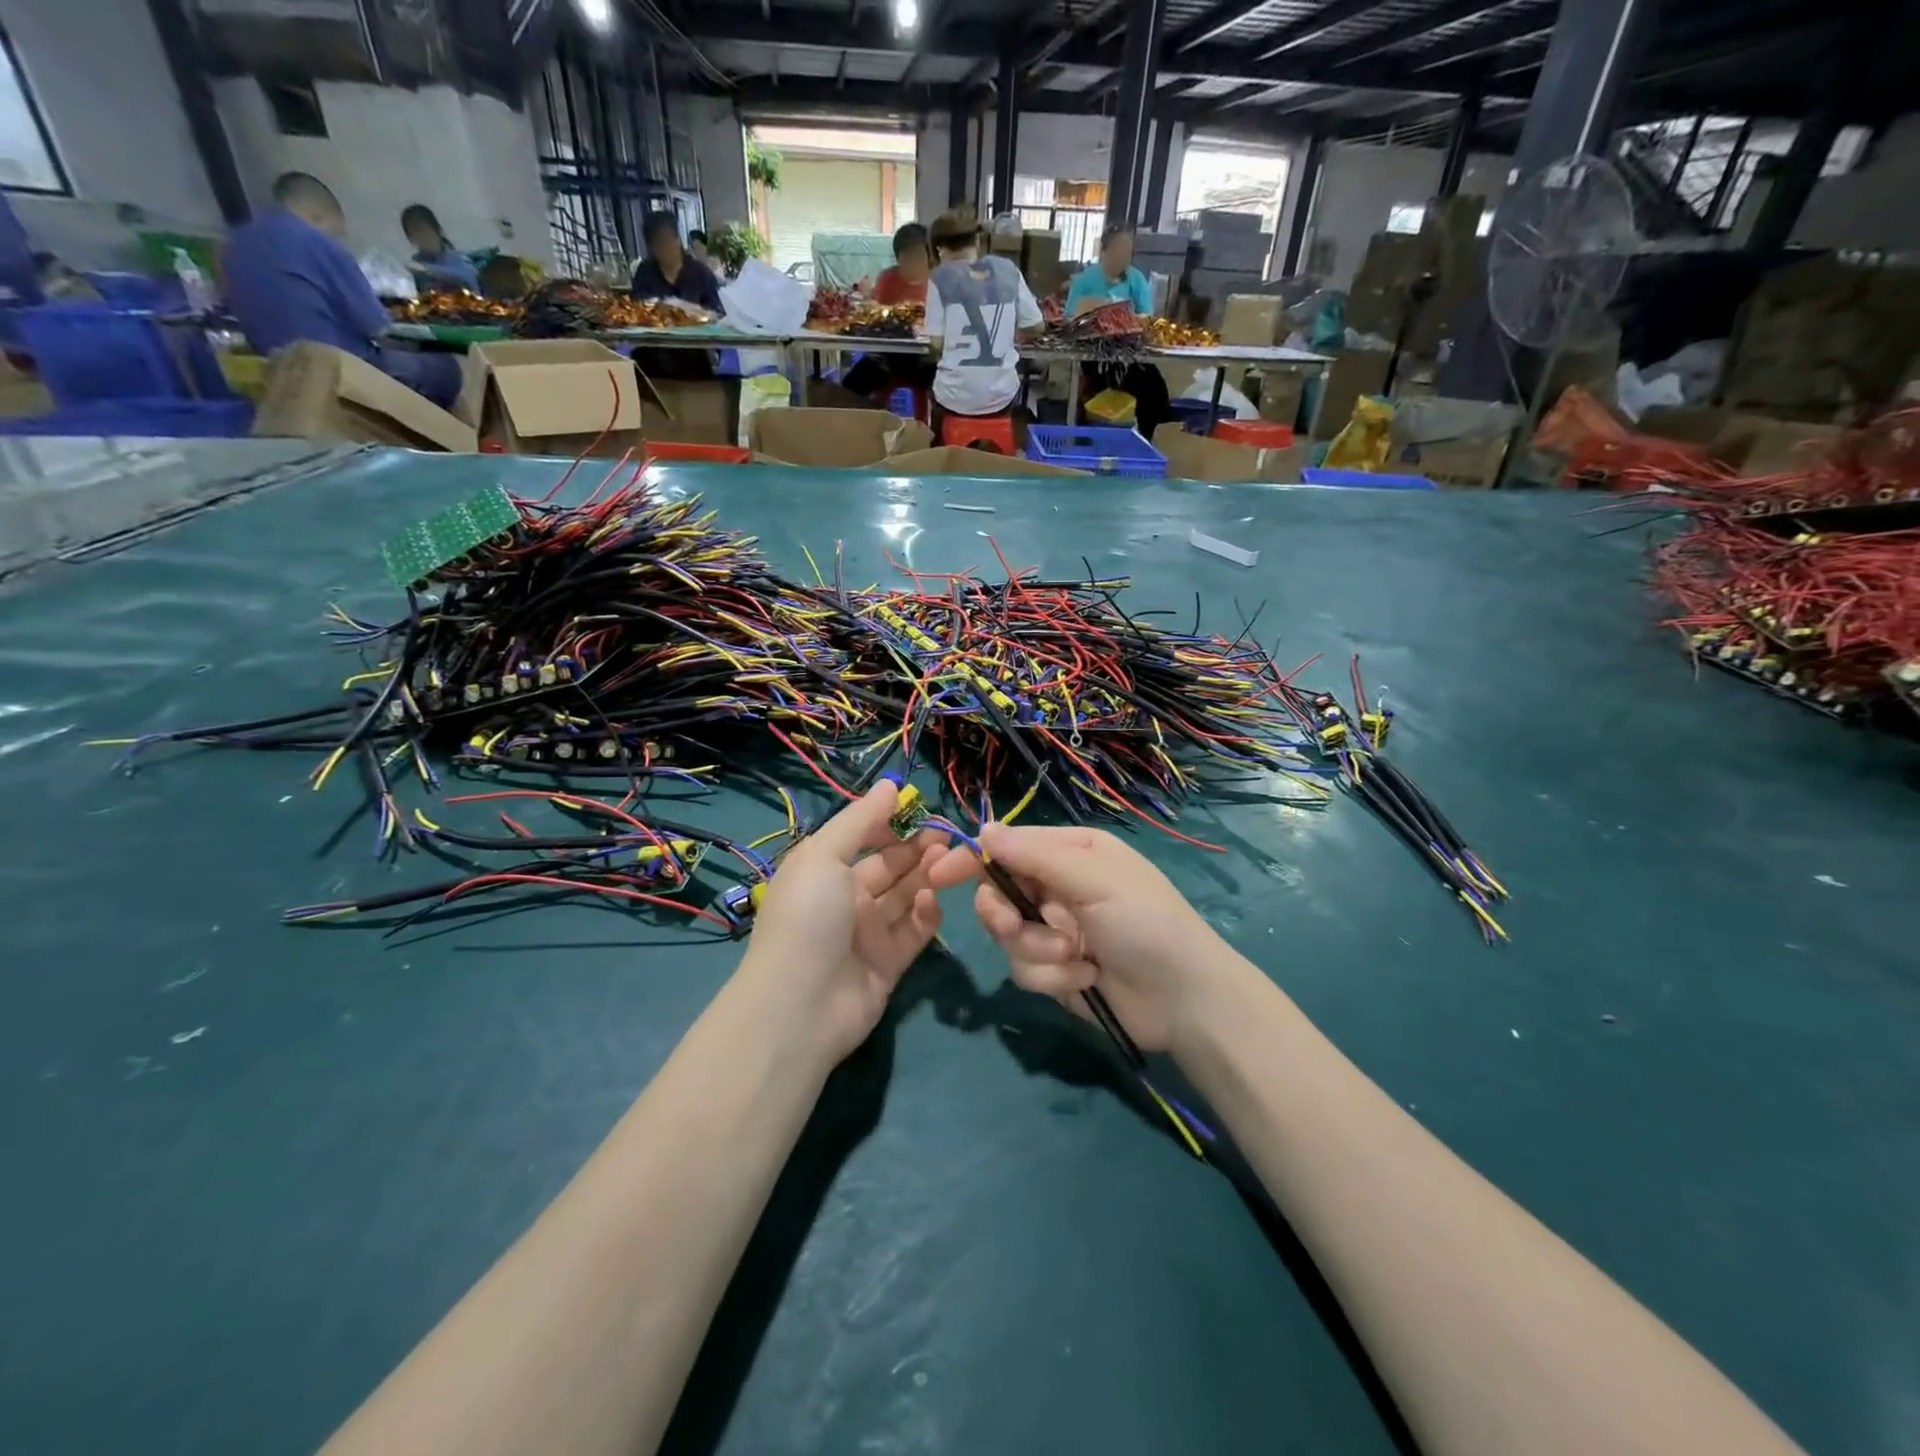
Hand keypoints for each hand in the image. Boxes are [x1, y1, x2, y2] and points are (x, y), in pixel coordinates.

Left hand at [739, 782, 946, 1063]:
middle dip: (918, 849)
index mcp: (825, 870)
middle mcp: (847, 899)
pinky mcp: (889, 963)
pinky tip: (932, 901)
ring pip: (906, 896)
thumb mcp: (824, 856)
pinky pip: (914, 932)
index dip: (892, 823)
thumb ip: (861, 821)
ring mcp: (869, 933)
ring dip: (927, 877)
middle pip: (890, 866)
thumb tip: (891, 784)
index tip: (922, 809)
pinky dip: (926, 915)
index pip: (864, 838)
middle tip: (948, 838)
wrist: (800, 1006)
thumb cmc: (808, 917)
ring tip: (950, 863)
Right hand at [927, 824, 1230, 1052]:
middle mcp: (1059, 888)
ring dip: (1037, 950)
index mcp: (1071, 854)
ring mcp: (1057, 930)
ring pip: (1008, 937)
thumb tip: (983, 830)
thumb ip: (1035, 856)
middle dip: (1004, 914)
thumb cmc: (1144, 922)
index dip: (972, 859)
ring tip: (1075, 957)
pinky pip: (1026, 970)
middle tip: (1013, 925)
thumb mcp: (1093, 879)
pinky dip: (1053, 976)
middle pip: (999, 894)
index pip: (1008, 847)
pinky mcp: (1057, 971)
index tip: (938, 875)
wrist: (1184, 999)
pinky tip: (1087, 979)